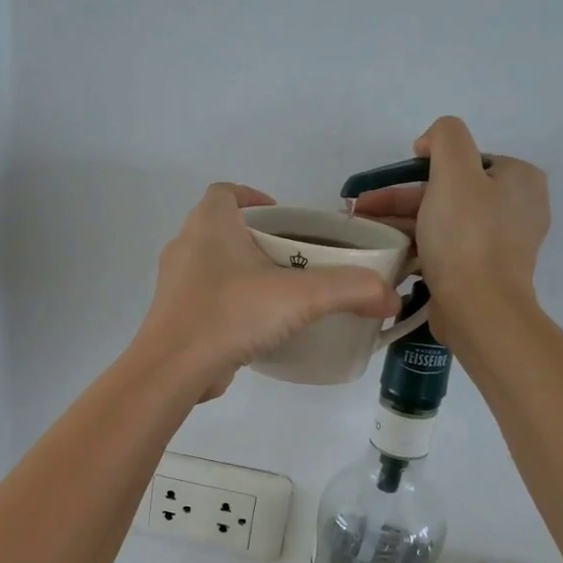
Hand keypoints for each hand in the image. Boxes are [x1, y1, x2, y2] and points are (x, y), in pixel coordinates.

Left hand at [135, 184, 401, 401]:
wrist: (172, 370)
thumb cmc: (230, 315)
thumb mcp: (299, 298)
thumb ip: (350, 290)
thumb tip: (390, 296)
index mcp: (209, 224)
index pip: (227, 192)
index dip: (256, 198)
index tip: (287, 221)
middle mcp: (186, 245)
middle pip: (226, 228)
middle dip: (261, 239)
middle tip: (298, 260)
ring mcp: (176, 283)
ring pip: (216, 264)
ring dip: (246, 272)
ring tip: (284, 294)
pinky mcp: (176, 315)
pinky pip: (209, 297)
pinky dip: (233, 302)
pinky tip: (260, 325)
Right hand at [351, 117, 549, 351]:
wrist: (478, 309)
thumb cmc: (466, 237)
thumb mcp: (454, 171)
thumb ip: (445, 137)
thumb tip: (430, 142)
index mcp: (519, 179)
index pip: (464, 160)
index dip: (424, 166)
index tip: (391, 181)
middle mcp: (517, 208)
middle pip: (449, 191)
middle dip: (401, 198)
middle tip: (362, 208)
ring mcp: (501, 243)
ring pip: (442, 221)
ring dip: (402, 222)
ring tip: (364, 231)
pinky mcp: (483, 272)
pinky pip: (445, 249)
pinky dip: (417, 246)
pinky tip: (388, 252)